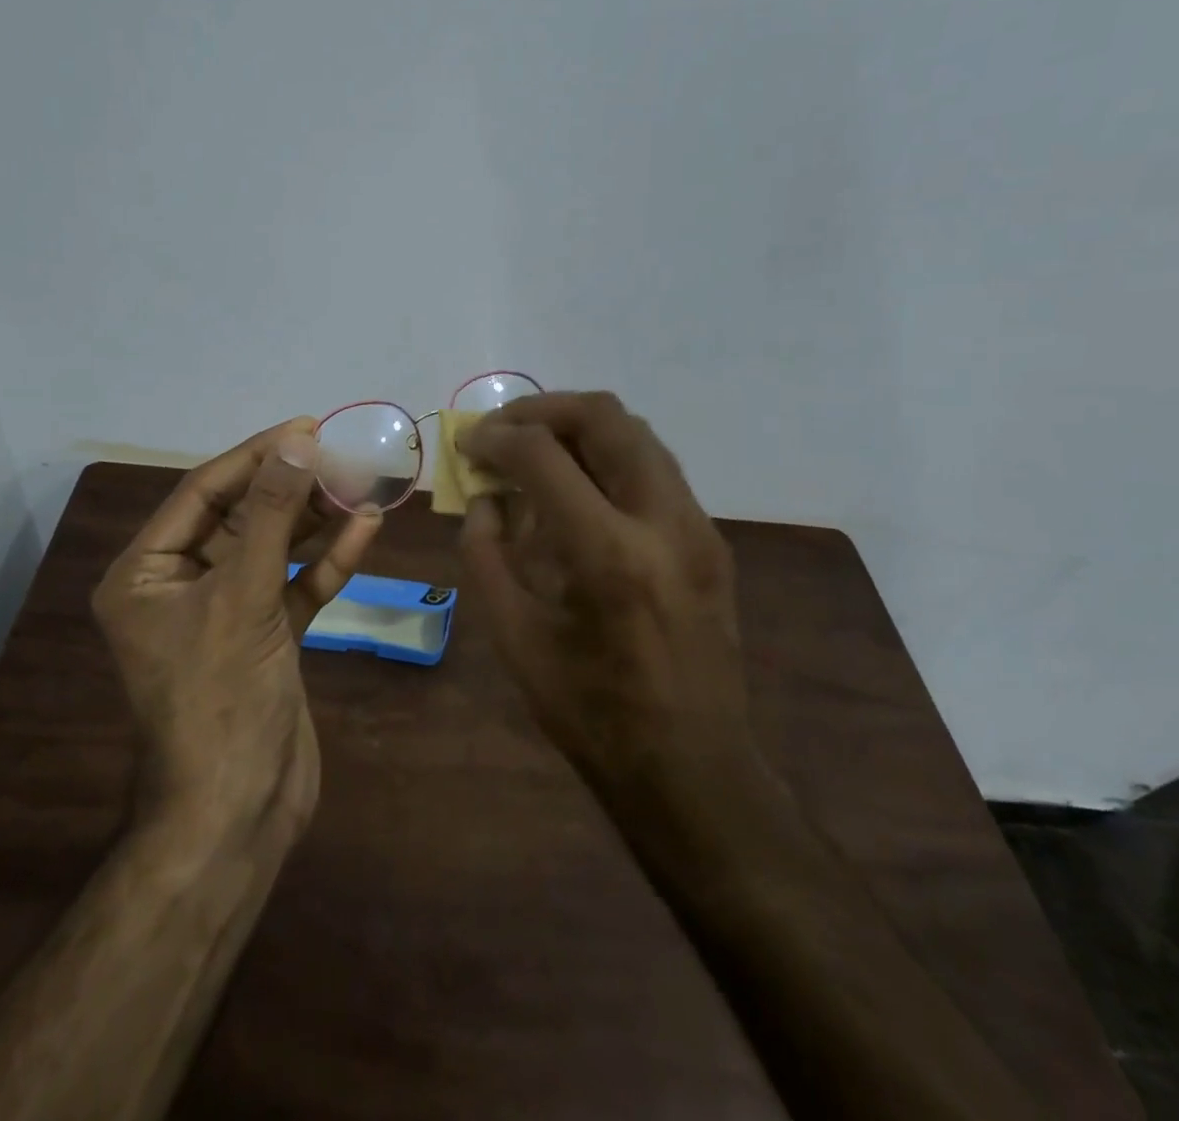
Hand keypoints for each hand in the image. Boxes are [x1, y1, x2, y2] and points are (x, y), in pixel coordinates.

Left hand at [92, 418, 382, 843]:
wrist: (239, 814)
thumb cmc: (221, 699)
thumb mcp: (242, 596)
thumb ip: (271, 516)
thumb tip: (297, 443)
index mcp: (145, 573)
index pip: (203, 493)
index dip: (256, 456)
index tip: (307, 427)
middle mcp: (179, 585)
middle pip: (241, 517)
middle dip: (290, 486)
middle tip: (341, 452)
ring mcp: (225, 612)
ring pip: (273, 549)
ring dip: (315, 519)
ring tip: (359, 481)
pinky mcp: (264, 637)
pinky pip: (295, 587)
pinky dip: (327, 562)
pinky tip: (364, 530)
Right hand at [456, 393, 747, 792]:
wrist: (692, 768)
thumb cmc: (590, 713)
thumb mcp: (514, 636)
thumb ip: (486, 554)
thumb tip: (485, 499)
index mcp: (607, 554)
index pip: (542, 455)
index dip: (495, 437)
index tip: (467, 442)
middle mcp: (663, 521)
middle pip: (605, 417)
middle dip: (542, 409)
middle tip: (502, 430)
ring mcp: (697, 526)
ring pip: (637, 433)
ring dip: (578, 428)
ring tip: (536, 451)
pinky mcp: (711, 539)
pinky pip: (654, 468)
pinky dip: (607, 457)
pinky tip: (577, 491)